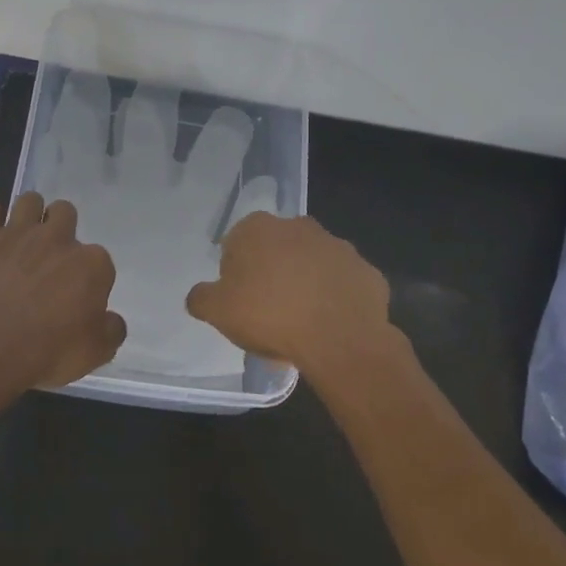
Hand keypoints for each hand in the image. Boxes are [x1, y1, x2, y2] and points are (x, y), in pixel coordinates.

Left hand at [0, 192, 126, 388]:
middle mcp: (58, 239)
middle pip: (65, 213)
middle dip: (60, 229)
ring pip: (30, 201)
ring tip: (21, 238)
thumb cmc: (49, 352)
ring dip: (28, 214)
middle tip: (48, 259)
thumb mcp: (95, 353)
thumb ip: (111, 331)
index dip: (88, 277)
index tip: (76, 297)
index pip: (99, 260)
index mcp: (92, 264)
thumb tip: (111, 320)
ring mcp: (18, 233)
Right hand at [184, 212, 393, 373]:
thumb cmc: (270, 316)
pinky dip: (334, 298)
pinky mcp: (366, 271)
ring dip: (304, 283)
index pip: (235, 243)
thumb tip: (199, 295)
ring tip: (299, 322)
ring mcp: (337, 246)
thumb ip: (201, 298)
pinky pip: (341, 284)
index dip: (234, 272)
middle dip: (271, 273)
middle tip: (266, 311)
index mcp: (258, 229)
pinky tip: (328, 325)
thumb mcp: (217, 311)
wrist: (340, 339)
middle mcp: (299, 226)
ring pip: (311, 264)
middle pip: (275, 249)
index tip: (238, 299)